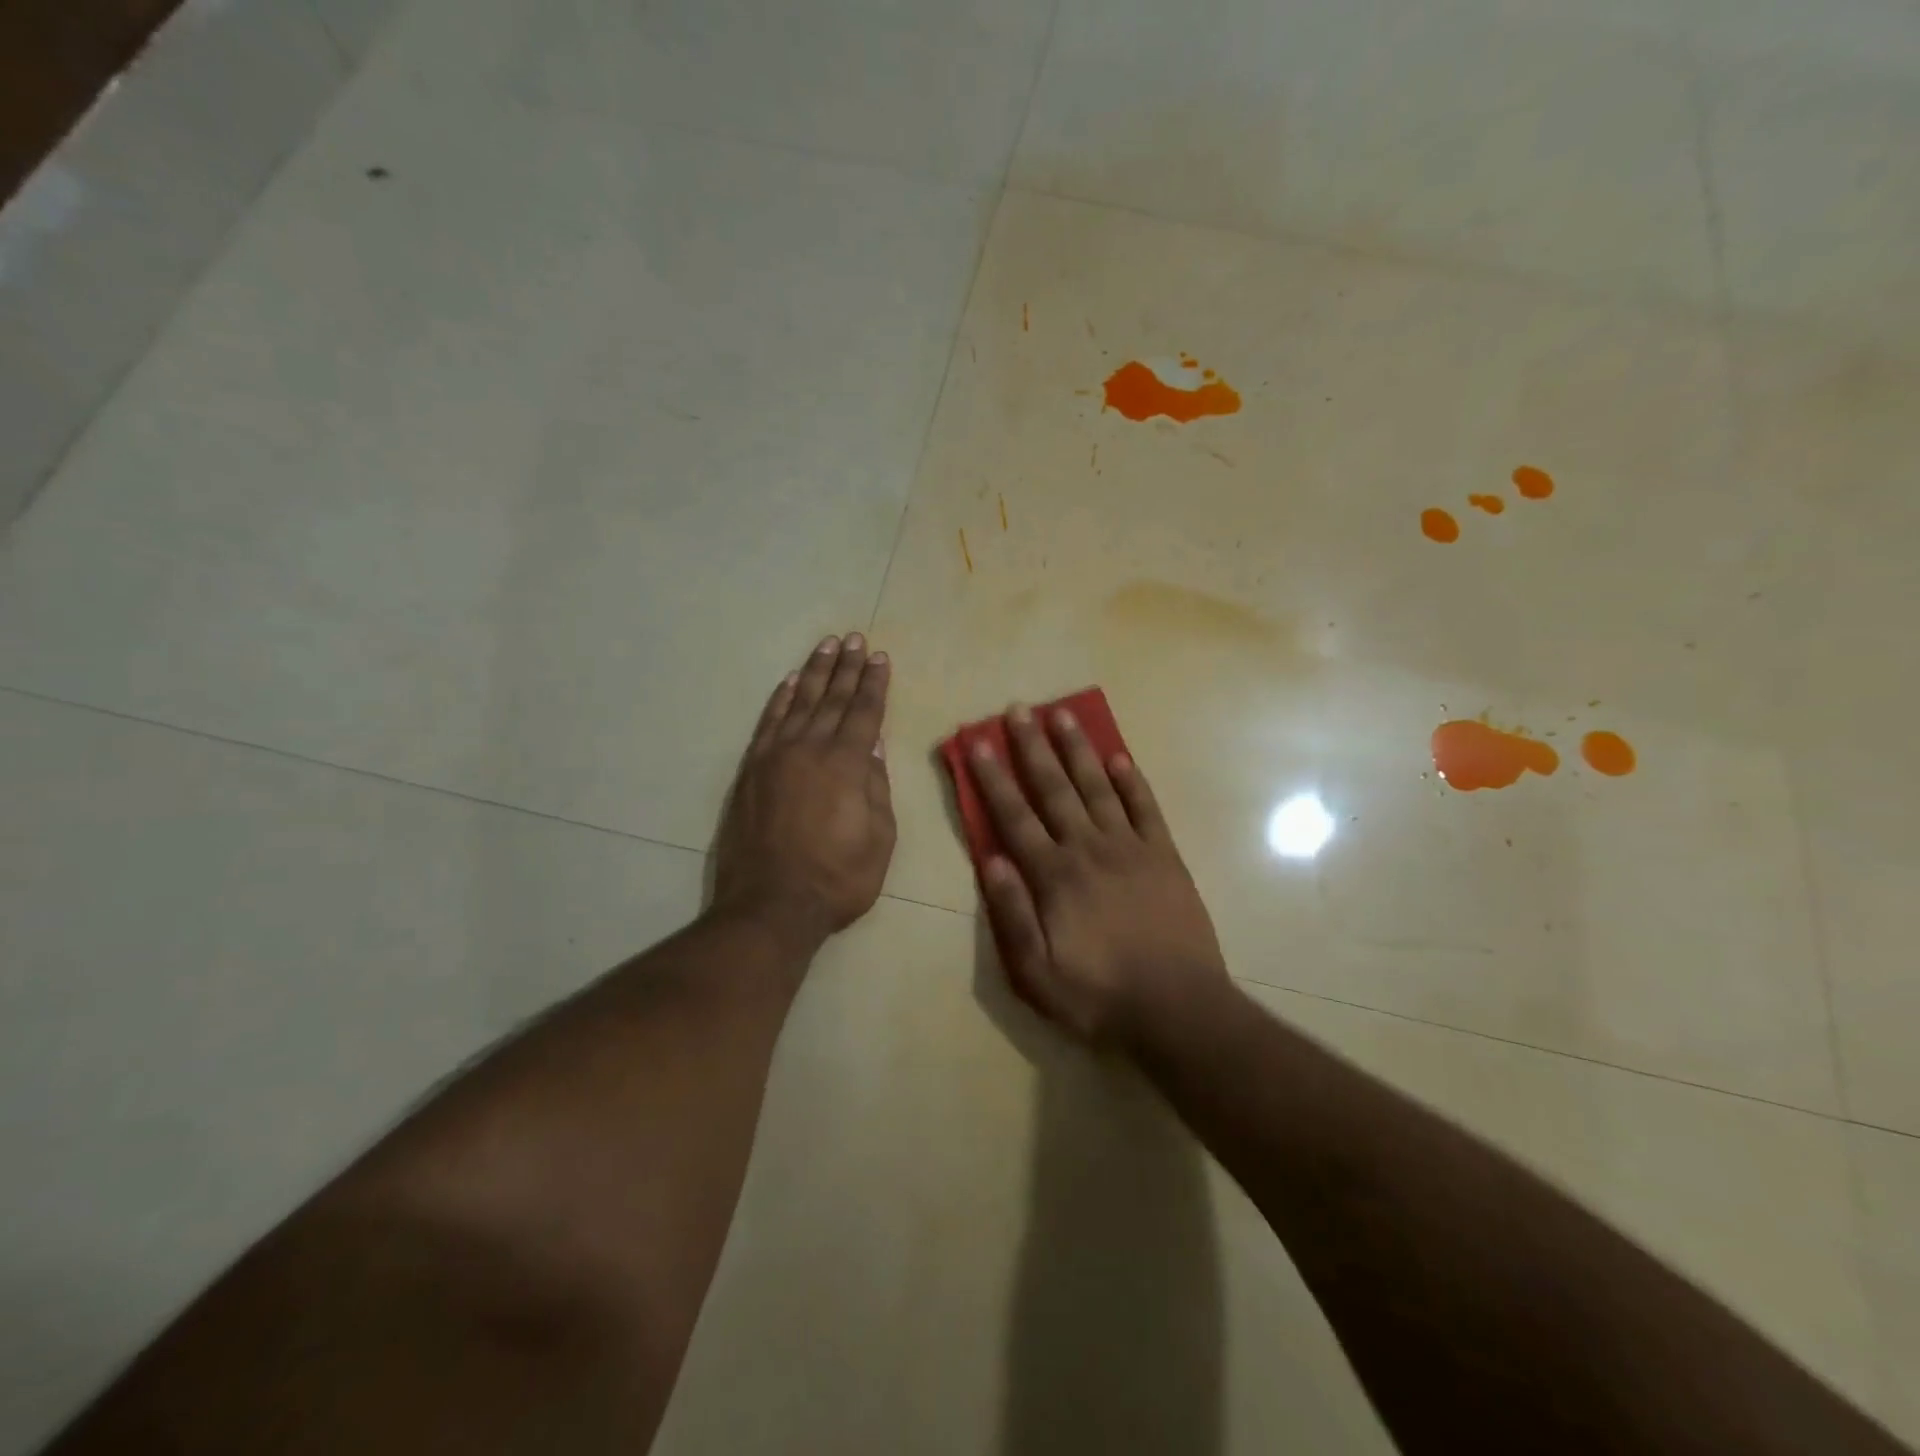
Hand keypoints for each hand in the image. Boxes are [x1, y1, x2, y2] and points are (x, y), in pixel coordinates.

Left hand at [712, 633, 895, 948]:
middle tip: (855, 639)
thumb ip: (877, 788)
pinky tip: (788, 683)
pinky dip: (779, 700)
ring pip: (798, 703)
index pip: (864, 712)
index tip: (880, 657)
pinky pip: (767, 724)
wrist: (770, 905)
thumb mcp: (879, 839)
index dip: (874, 683)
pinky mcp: (751, 771)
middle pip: (831, 698)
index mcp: (847, 764)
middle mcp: (810, 749)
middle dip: (846, 667)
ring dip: (813, 673)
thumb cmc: (838, 879)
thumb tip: (874, 747)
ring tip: (826, 646)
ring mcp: (775, 757)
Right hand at [968, 704, 1229, 1049]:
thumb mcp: (1036, 972)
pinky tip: (1120, 757)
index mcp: (1054, 876)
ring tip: (1064, 715)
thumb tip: (992, 859)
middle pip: (1055, 789)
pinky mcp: (1165, 857)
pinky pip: (1146, 809)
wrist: (1178, 1008)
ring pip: (1098, 788)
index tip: (978, 742)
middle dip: (1033, 747)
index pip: (1014, 817)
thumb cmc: (1099, 995)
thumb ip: (1012, 914)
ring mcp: (1131, 849)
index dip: (993, 778)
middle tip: (1019, 709)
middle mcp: (1088, 849)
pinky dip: (1132, 781)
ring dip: (1079, 750)